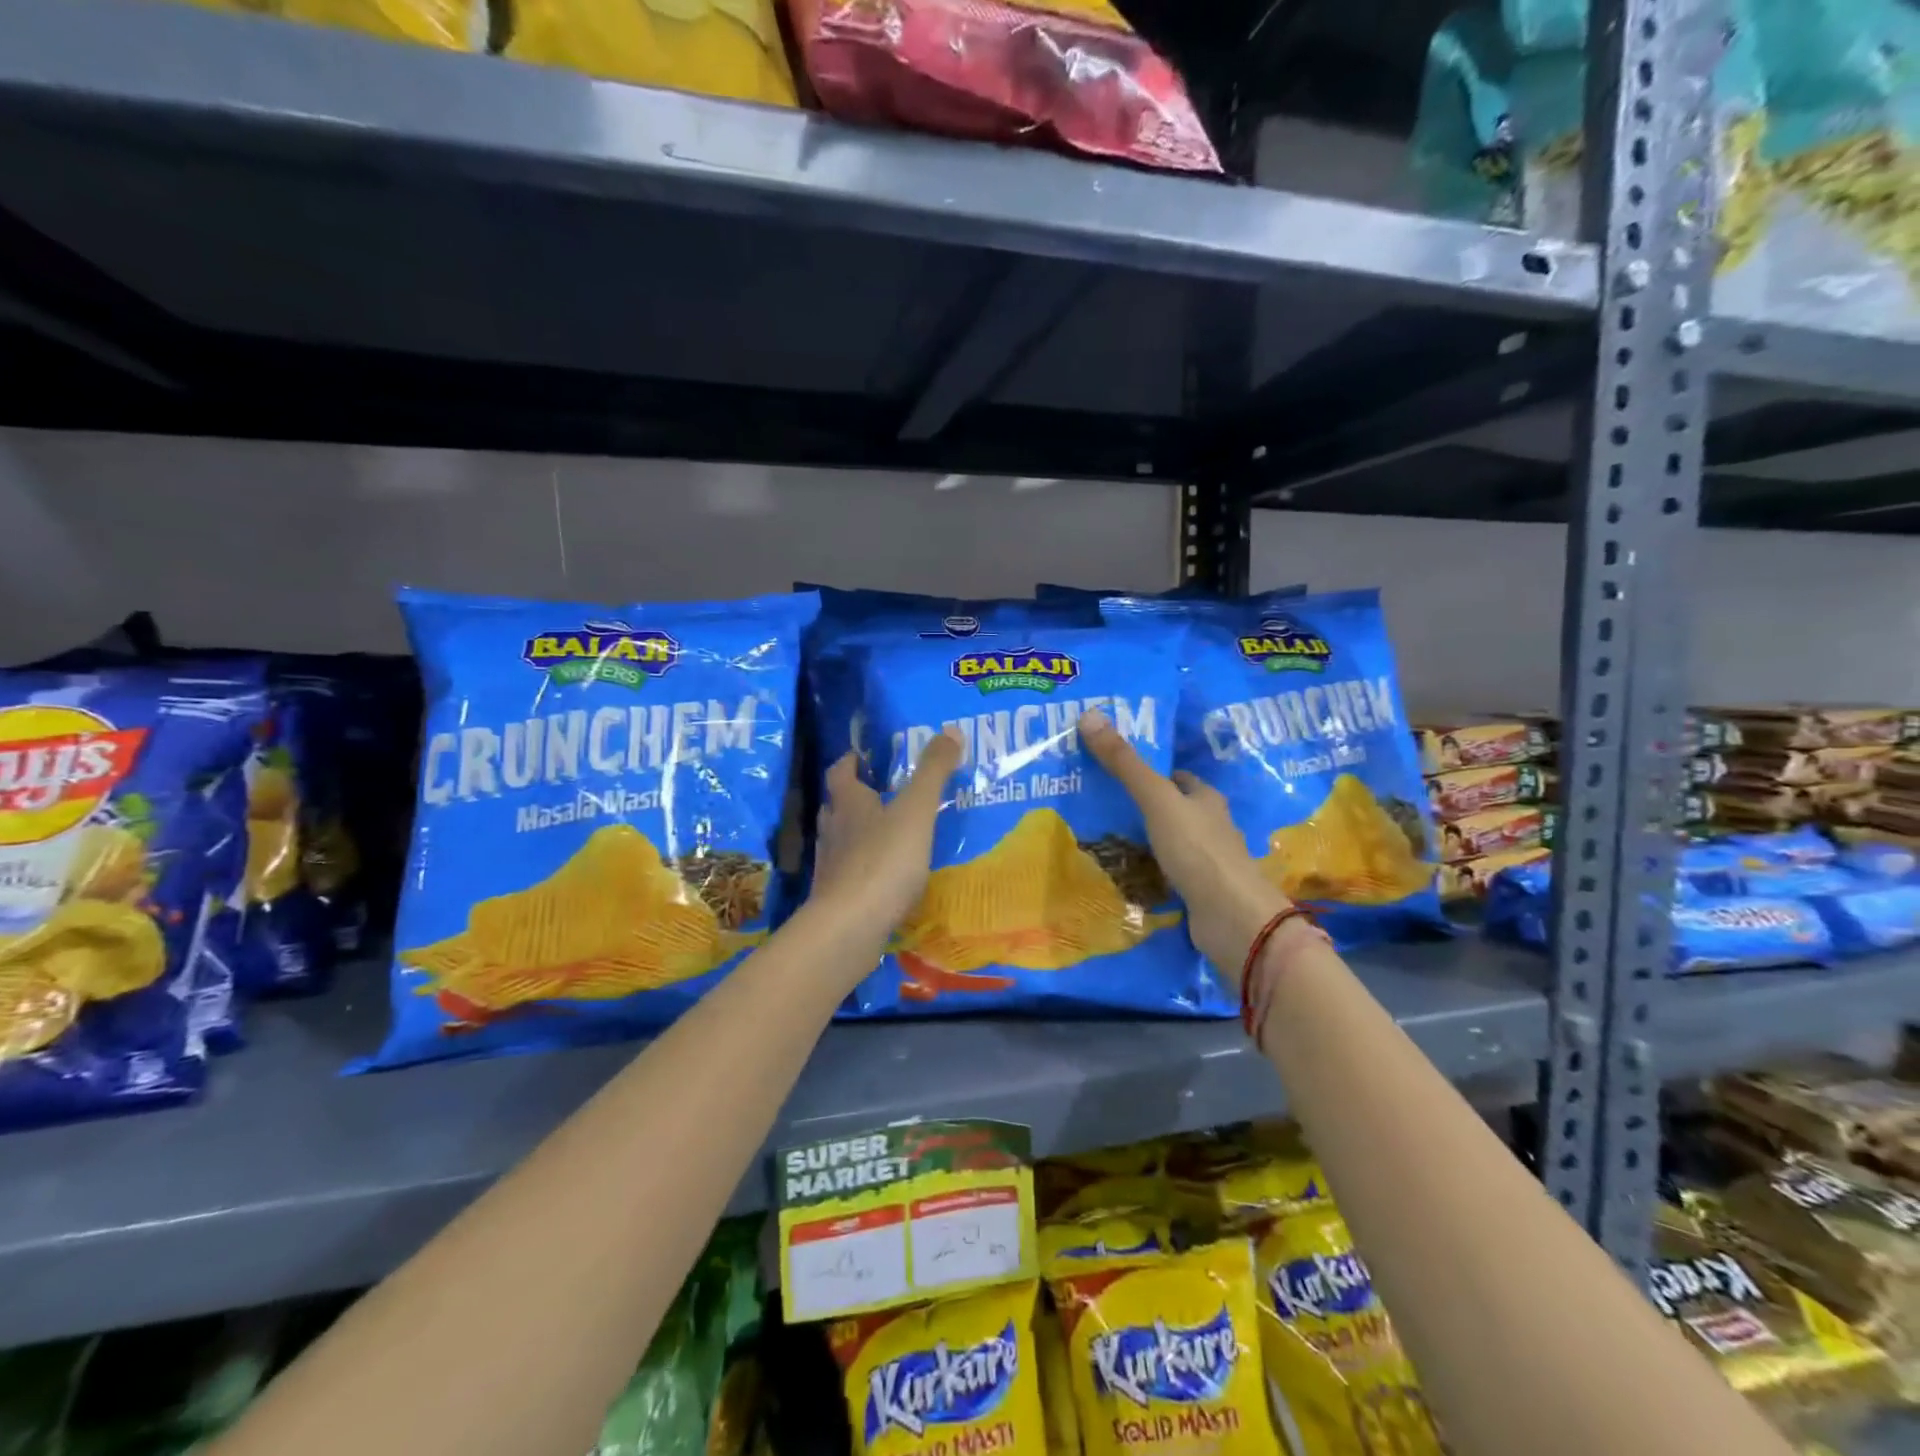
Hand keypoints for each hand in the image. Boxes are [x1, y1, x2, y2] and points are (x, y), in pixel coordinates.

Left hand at [811, 729, 962, 936]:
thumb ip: (933, 772)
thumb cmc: (884, 860)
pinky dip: (865, 869)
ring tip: (889, 835)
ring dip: (860, 834)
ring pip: (842, 840)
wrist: (849, 927)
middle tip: (883, 795)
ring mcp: (831, 866)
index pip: (840, 772)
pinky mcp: (835, 898)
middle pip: (838, 806)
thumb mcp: (916, 810)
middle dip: (856, 798)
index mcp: (848, 803)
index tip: (862, 756)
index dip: (849, 761)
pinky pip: (850, 874)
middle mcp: (833, 830)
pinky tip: (886, 878)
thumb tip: (951, 729)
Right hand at [1079, 709, 1289, 988]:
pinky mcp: (1200, 893)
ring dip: (1146, 841)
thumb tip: (1089, 714)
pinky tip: (1125, 874)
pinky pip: (1169, 875)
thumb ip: (1124, 764)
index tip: (1118, 771)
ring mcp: (1207, 862)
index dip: (1152, 772)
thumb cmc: (1198, 850)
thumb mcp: (1156, 800)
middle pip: (1175, 809)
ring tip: (1104, 837)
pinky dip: (1150, 872)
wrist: (1232, 918)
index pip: (1178, 778)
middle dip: (1145, 806)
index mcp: (1206, 799)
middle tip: (1102, 803)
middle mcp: (1211, 827)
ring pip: (1171, 843)